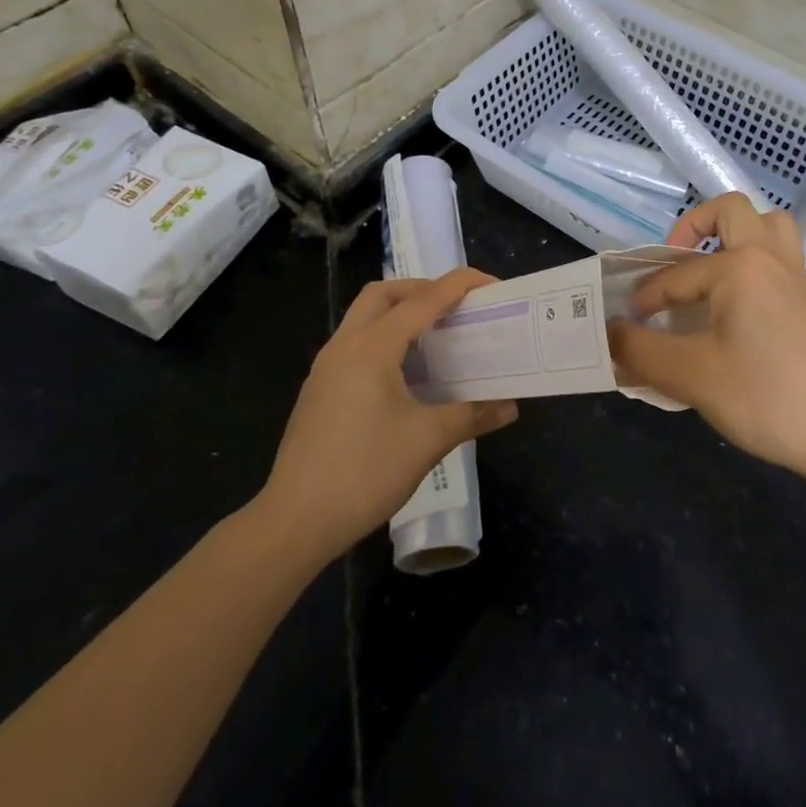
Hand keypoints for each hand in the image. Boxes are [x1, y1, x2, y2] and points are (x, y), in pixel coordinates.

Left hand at [260, 268, 517, 557]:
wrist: (295, 522)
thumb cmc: (365, 472)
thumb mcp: (427, 441)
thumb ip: (471, 415)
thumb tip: (509, 407)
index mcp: (371, 348)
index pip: (423, 300)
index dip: (459, 285)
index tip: (492, 285)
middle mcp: (345, 346)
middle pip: (384, 295)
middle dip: (422, 289)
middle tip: (456, 307)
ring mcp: (326, 368)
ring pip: (364, 317)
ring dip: (400, 313)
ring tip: (436, 336)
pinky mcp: (319, 390)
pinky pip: (355, 343)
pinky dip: (384, 339)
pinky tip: (405, 373)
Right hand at [608, 195, 805, 488]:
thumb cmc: (766, 396)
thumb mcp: (692, 376)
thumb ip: (641, 351)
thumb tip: (609, 334)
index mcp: (739, 266)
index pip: (676, 275)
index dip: (645, 298)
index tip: (626, 323)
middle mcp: (768, 257)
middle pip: (730, 211)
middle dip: (693, 225)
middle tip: (673, 262)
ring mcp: (793, 277)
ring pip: (766, 225)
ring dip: (733, 233)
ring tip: (707, 266)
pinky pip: (777, 255)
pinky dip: (751, 259)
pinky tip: (732, 302)